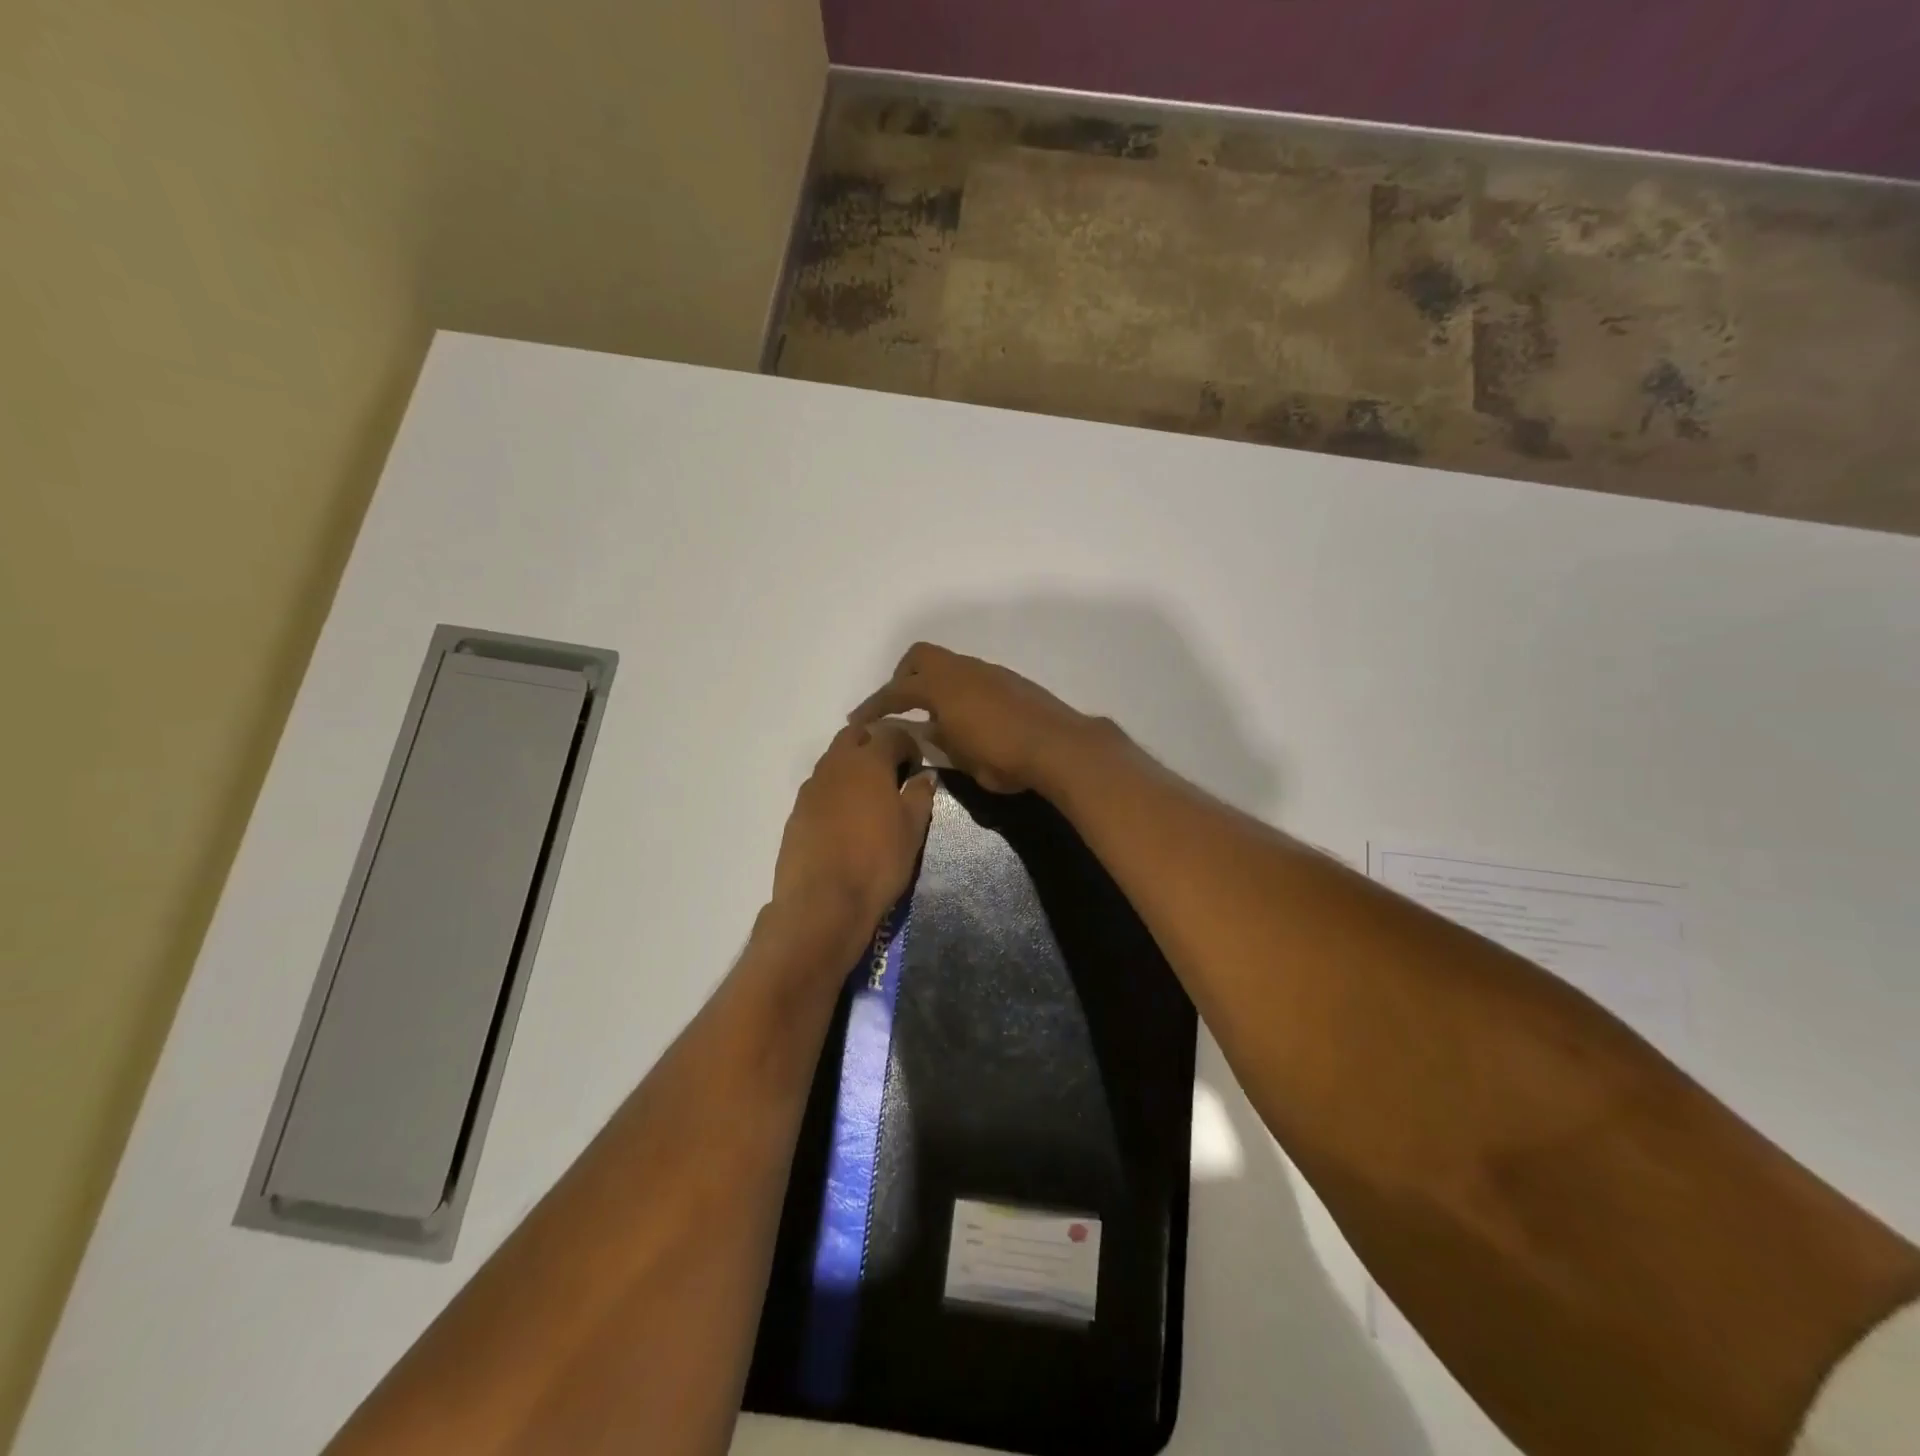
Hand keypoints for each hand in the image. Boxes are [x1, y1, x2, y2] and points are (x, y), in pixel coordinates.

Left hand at [770, 720, 936, 937]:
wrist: (822, 902)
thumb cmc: (877, 861)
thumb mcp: (912, 829)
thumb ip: (920, 795)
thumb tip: (925, 775)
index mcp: (868, 761)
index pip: (892, 733)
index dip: (909, 745)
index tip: (917, 766)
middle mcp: (836, 764)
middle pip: (855, 735)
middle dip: (875, 743)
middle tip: (892, 770)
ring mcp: (811, 787)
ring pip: (834, 760)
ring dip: (853, 766)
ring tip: (869, 795)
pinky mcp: (796, 812)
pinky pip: (820, 787)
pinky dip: (836, 791)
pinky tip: (846, 818)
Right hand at [849, 643, 1101, 795]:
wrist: (1061, 747)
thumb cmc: (1005, 758)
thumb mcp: (962, 758)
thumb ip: (940, 740)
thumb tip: (928, 729)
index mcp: (943, 687)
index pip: (897, 691)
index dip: (874, 706)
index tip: (858, 721)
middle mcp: (963, 670)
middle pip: (920, 657)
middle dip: (902, 679)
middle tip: (898, 707)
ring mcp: (989, 672)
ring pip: (949, 665)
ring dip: (933, 684)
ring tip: (933, 716)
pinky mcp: (1010, 681)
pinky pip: (971, 676)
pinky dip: (957, 690)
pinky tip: (966, 717)